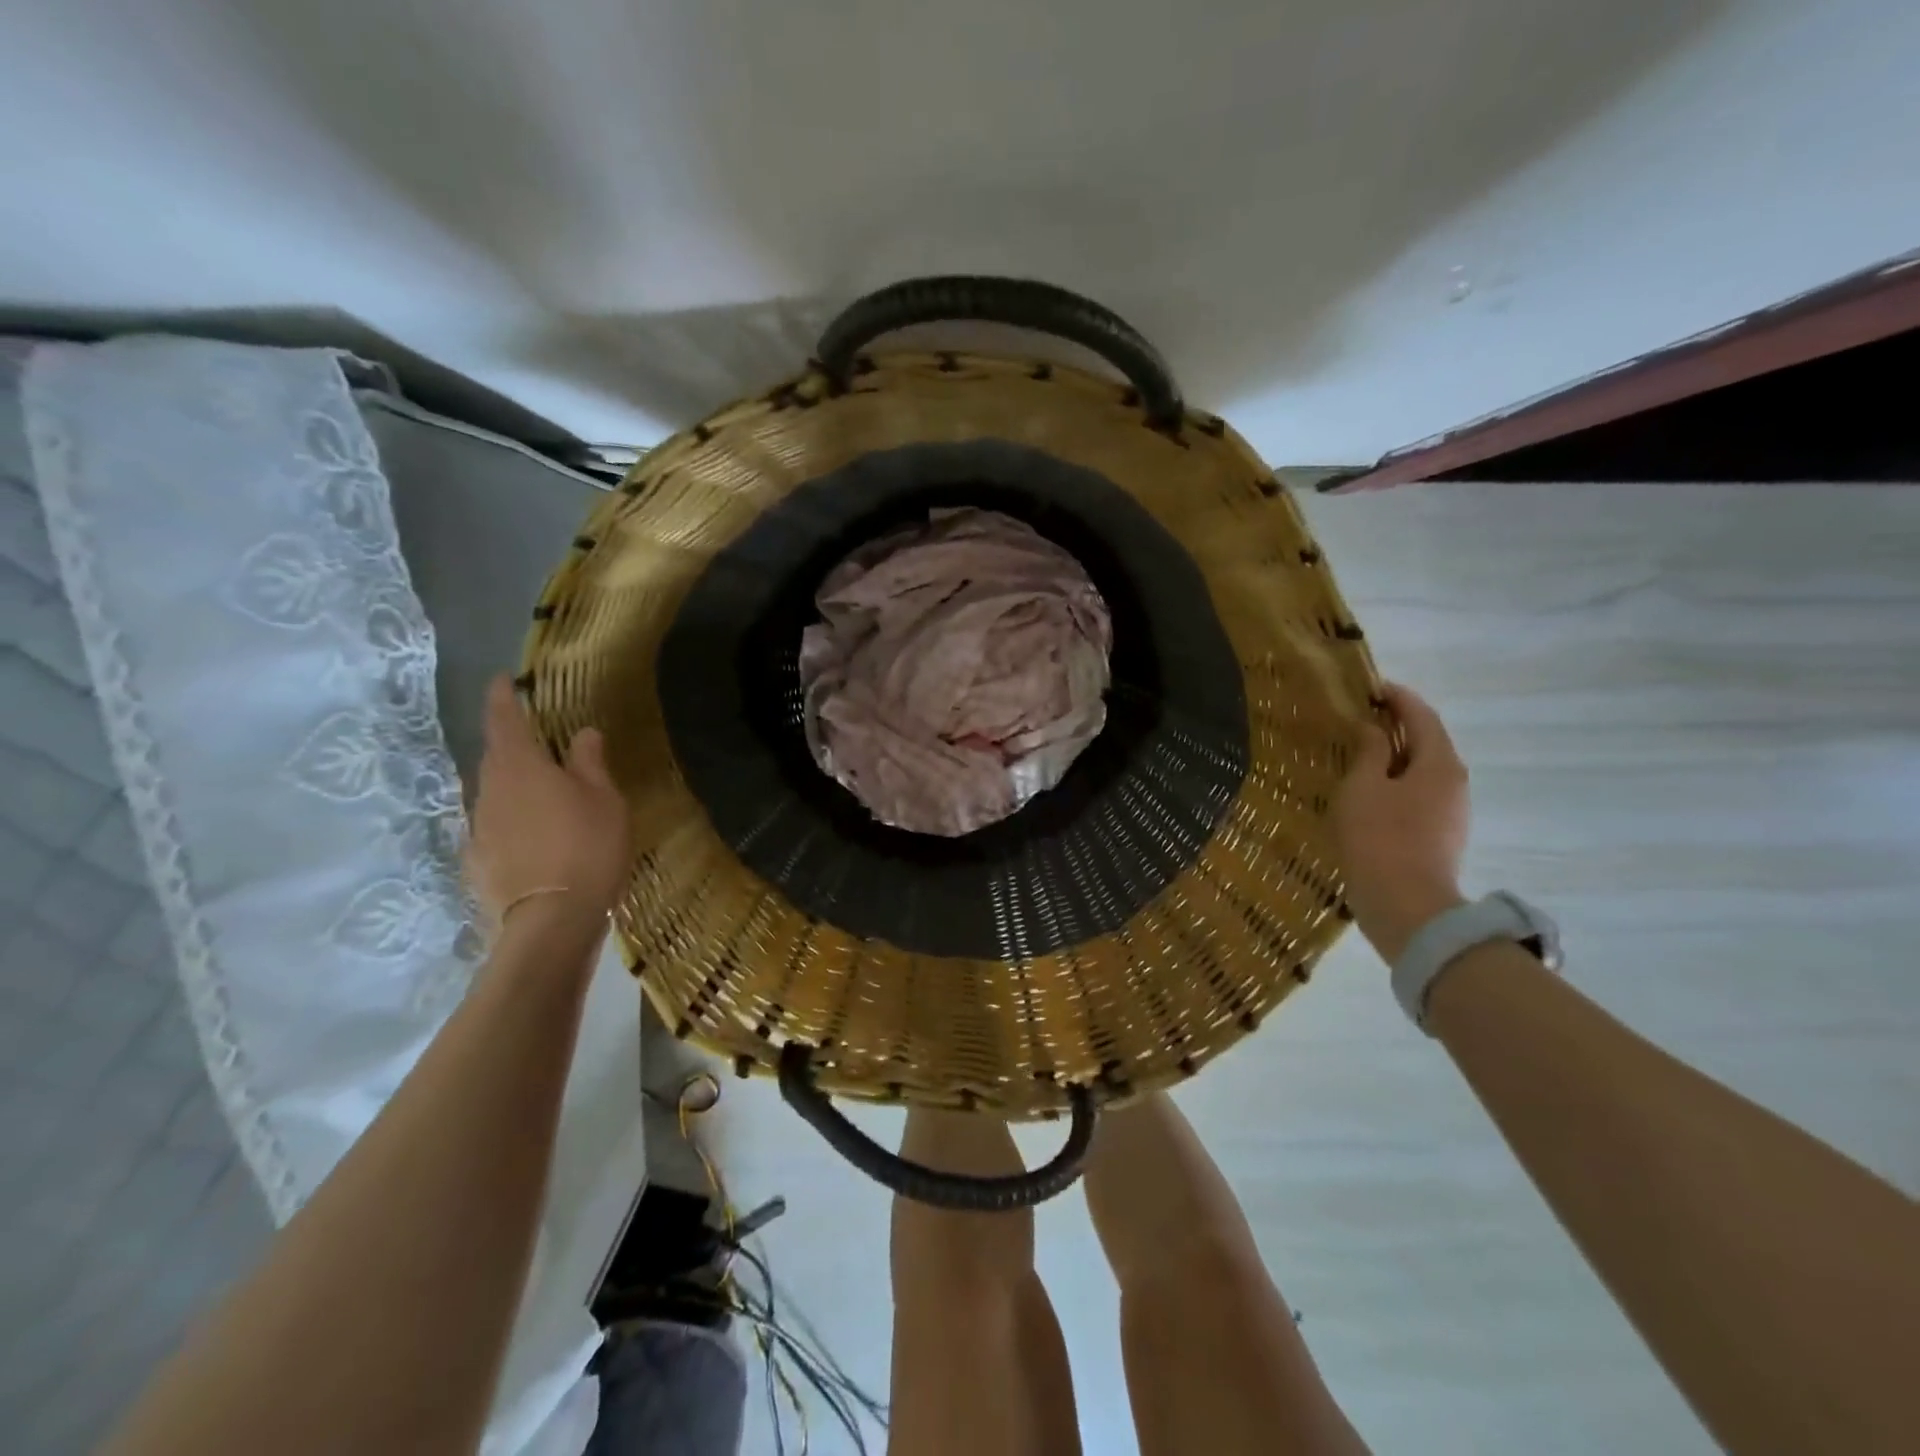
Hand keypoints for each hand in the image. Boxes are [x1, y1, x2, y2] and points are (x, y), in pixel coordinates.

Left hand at [468, 675, 630, 925]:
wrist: (552, 920)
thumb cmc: (587, 846)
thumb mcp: (604, 799)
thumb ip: (590, 762)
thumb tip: (582, 733)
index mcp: (520, 766)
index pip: (504, 719)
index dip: (503, 697)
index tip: (502, 680)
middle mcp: (489, 790)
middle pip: (496, 757)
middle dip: (513, 745)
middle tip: (539, 743)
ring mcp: (478, 828)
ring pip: (494, 793)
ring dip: (514, 786)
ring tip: (543, 794)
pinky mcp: (477, 861)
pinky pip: (494, 828)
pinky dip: (512, 822)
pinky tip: (534, 838)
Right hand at [1331, 683, 1469, 963]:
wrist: (1406, 905)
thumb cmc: (1379, 837)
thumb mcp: (1362, 786)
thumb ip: (1369, 751)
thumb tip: (1375, 729)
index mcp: (1439, 762)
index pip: (1421, 715)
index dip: (1397, 697)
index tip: (1370, 687)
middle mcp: (1454, 781)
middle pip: (1427, 741)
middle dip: (1397, 726)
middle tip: (1361, 718)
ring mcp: (1451, 811)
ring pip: (1423, 770)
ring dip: (1396, 756)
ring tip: (1360, 754)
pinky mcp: (1441, 835)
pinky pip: (1419, 795)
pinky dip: (1397, 782)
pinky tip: (1371, 792)